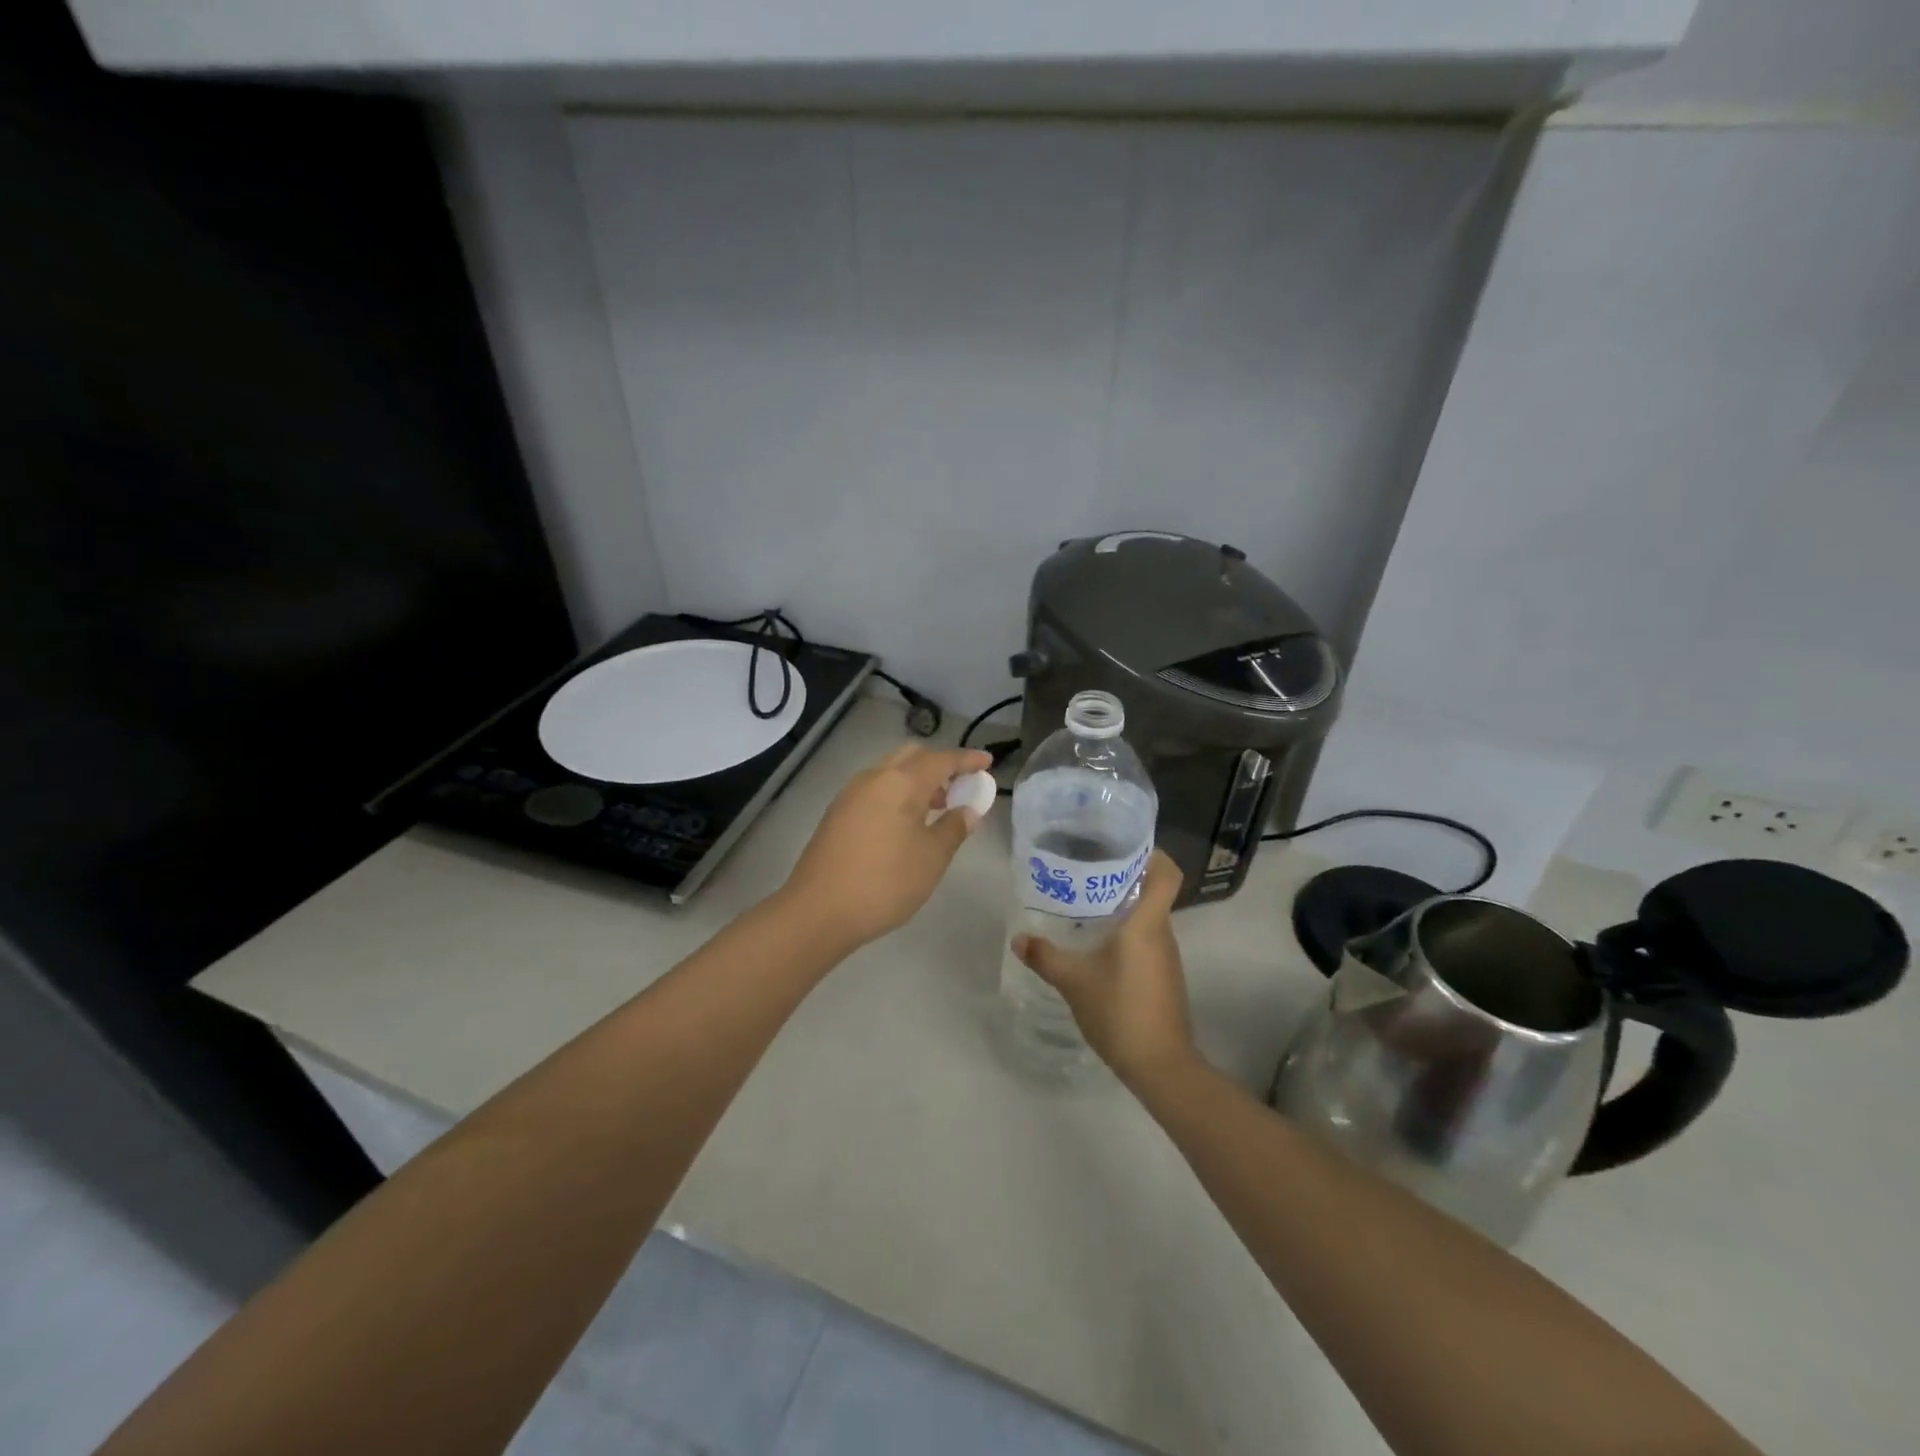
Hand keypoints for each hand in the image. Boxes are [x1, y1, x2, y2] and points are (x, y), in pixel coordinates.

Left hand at [778, 744, 993, 951]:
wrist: (818, 911)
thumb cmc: (885, 882)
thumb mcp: (932, 858)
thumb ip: (954, 828)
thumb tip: (968, 809)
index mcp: (901, 783)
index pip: (942, 760)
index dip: (967, 760)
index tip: (987, 762)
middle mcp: (874, 778)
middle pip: (912, 757)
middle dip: (939, 766)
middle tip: (960, 788)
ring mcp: (850, 794)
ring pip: (890, 772)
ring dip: (916, 780)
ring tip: (936, 809)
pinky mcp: (837, 813)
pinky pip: (875, 789)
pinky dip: (897, 793)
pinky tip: (905, 823)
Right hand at [1011, 850, 1196, 1087]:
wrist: (1160, 1065)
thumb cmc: (1120, 1011)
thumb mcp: (1074, 982)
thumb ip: (1045, 957)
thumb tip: (1019, 938)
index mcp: (1146, 923)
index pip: (1166, 873)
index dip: (1153, 853)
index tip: (1123, 844)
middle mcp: (1162, 932)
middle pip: (1153, 890)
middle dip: (1124, 876)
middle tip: (1087, 869)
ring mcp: (1166, 956)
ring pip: (1149, 915)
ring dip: (1124, 905)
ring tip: (1086, 902)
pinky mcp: (1164, 975)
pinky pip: (1147, 938)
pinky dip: (1127, 931)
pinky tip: (1098, 943)